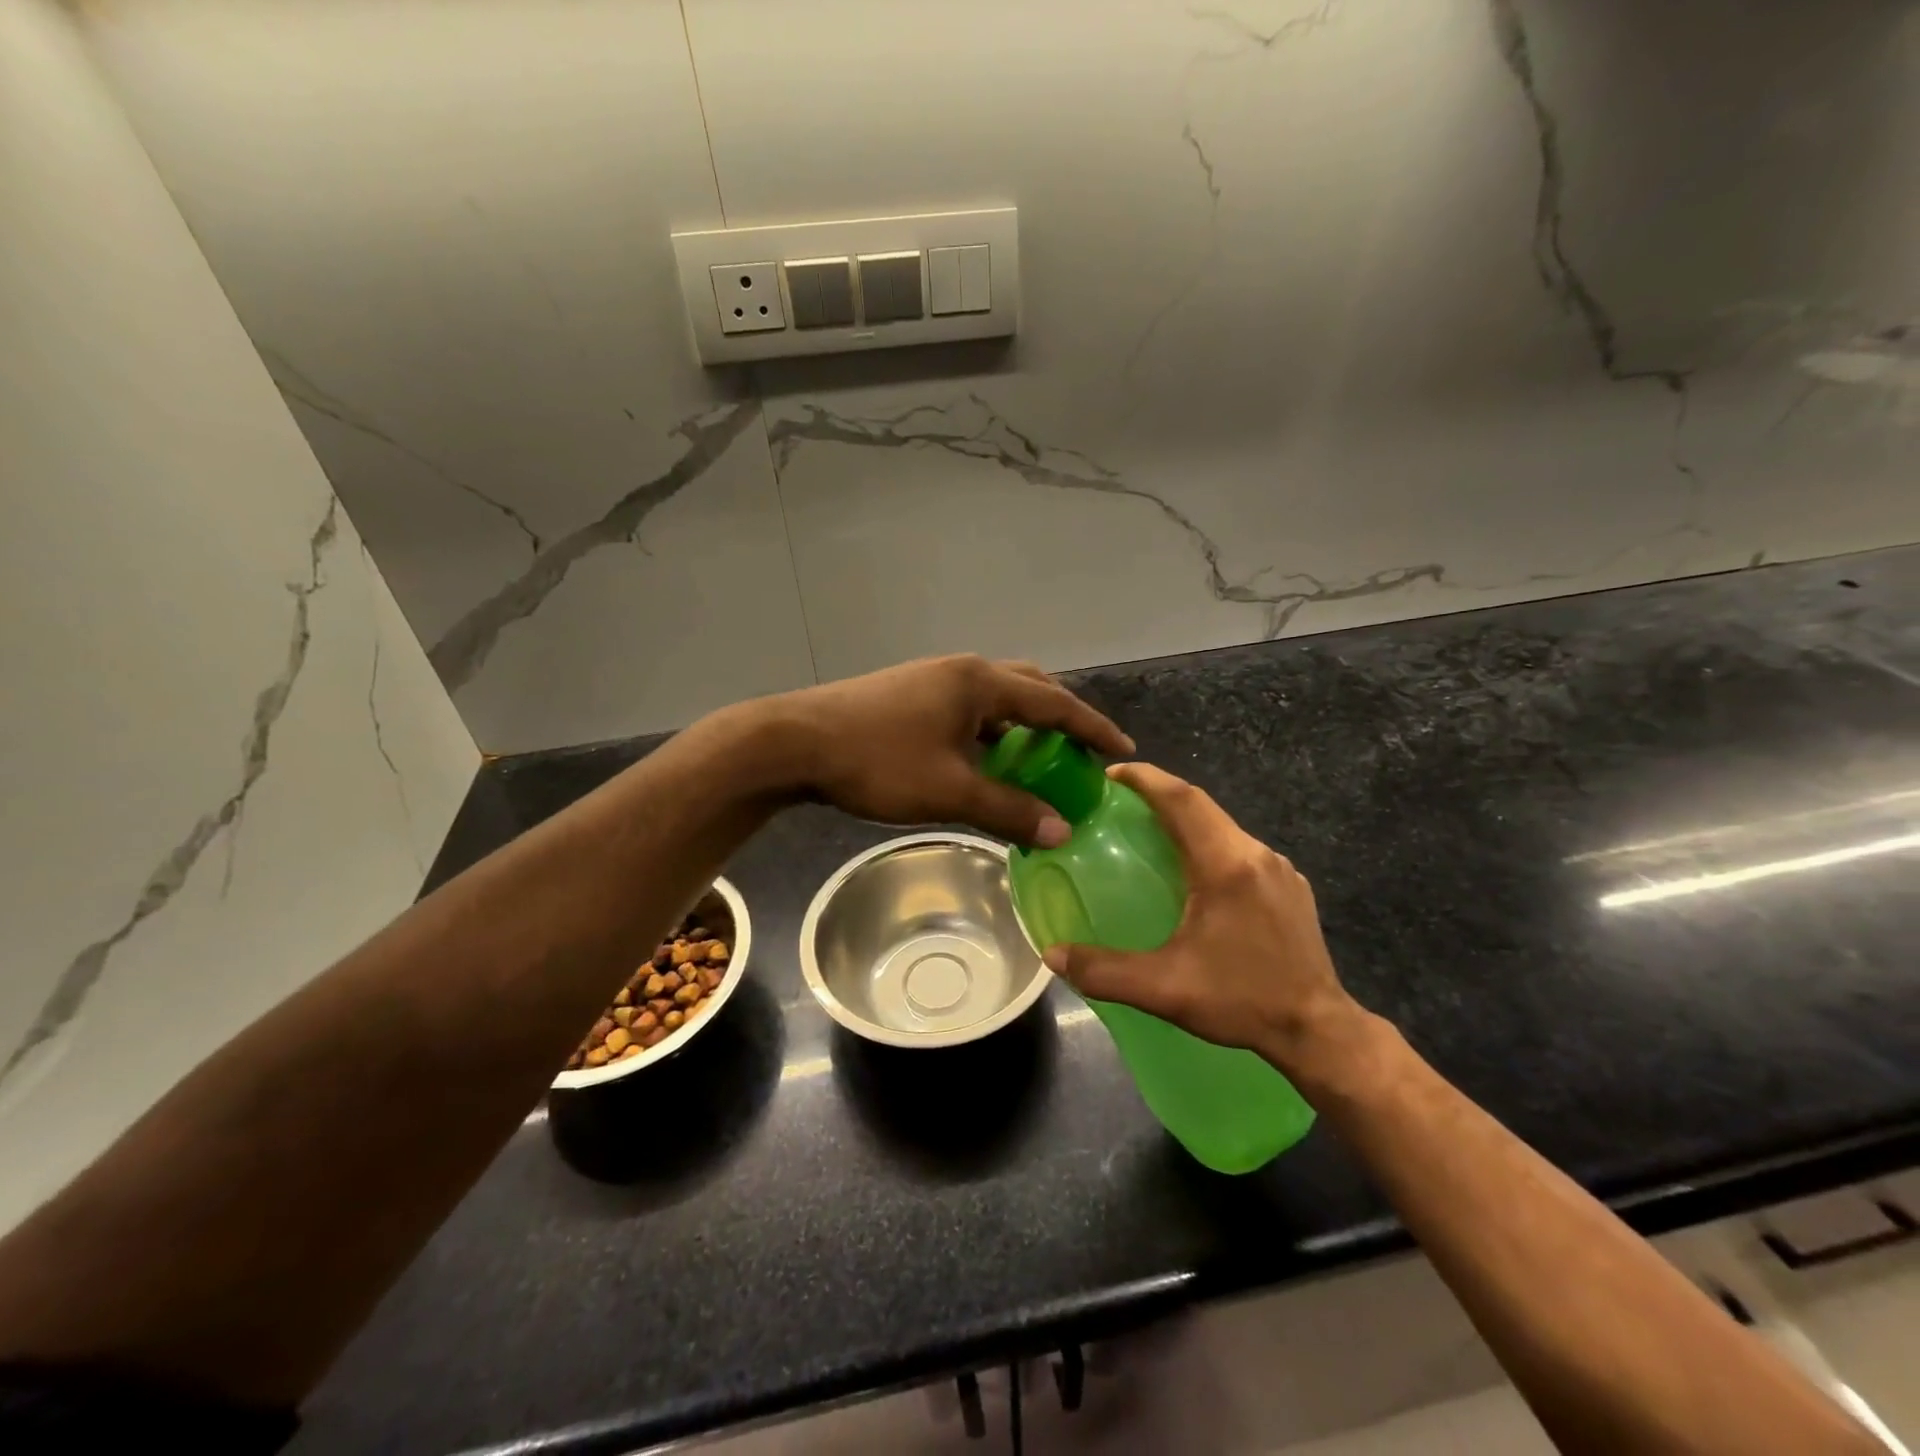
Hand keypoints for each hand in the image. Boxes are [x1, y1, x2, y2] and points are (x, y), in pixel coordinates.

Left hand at [770, 655, 1133, 846]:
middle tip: (1082, 753)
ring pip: (995, 699)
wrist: (795, 742)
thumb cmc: (878, 761)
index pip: (1054, 703)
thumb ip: (1010, 809)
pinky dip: (991, 733)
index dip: (1093, 728)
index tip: (1125, 751)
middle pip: (1028, 688)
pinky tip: (985, 761)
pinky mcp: (910, 695)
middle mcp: (961, 671)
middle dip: (1061, 719)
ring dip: (1022, 726)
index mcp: (979, 683)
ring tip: (1039, 761)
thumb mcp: (950, 791)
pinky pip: (968, 710)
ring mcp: (932, 680)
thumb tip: (1063, 831)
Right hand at [1042, 763, 1371, 1080]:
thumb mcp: (1165, 989)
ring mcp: (1280, 869)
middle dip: (1160, 794)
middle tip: (1120, 802)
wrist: (1319, 1030)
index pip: (1183, 800)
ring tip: (1151, 834)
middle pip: (1202, 806)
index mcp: (1226, 866)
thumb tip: (1051, 955)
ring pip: (1223, 826)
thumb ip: (1104, 971)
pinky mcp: (1290, 887)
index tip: (1111, 773)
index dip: (1146, 778)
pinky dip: (1209, 843)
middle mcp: (1256, 854)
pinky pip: (1240, 848)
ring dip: (1186, 820)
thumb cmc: (1242, 1001)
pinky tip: (1195, 873)